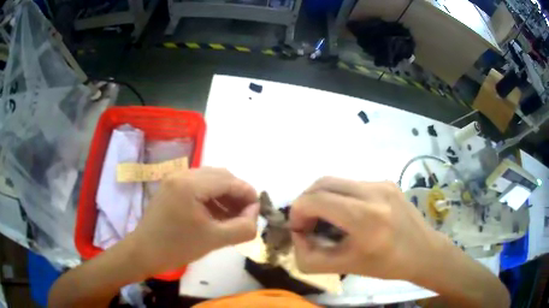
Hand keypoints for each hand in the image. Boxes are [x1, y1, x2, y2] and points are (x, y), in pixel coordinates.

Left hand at [128, 167, 258, 275]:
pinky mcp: (171, 185)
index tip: (258, 211)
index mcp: (190, 184)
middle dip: (237, 193)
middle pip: (220, 176)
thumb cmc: (177, 247)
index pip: (229, 181)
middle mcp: (182, 174)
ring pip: (210, 179)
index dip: (248, 194)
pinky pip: (198, 184)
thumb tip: (254, 214)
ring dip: (225, 194)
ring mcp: (175, 178)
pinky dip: (212, 196)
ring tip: (234, 214)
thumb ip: (243, 227)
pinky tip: (217, 212)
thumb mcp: (215, 240)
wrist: (144, 251)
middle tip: (247, 213)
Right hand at [290, 177, 444, 281]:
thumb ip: (310, 258)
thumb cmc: (386, 265)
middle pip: (323, 183)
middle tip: (307, 223)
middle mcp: (374, 192)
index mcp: (366, 218)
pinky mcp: (386, 182)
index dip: (297, 213)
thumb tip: (297, 236)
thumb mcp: (345, 267)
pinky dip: (340, 197)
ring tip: (326, 219)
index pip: (316, 200)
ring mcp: (382, 183)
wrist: (423, 251)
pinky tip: (348, 215)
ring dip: (323, 198)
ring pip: (337, 181)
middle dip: (306, 202)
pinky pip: (353, 184)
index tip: (299, 229)